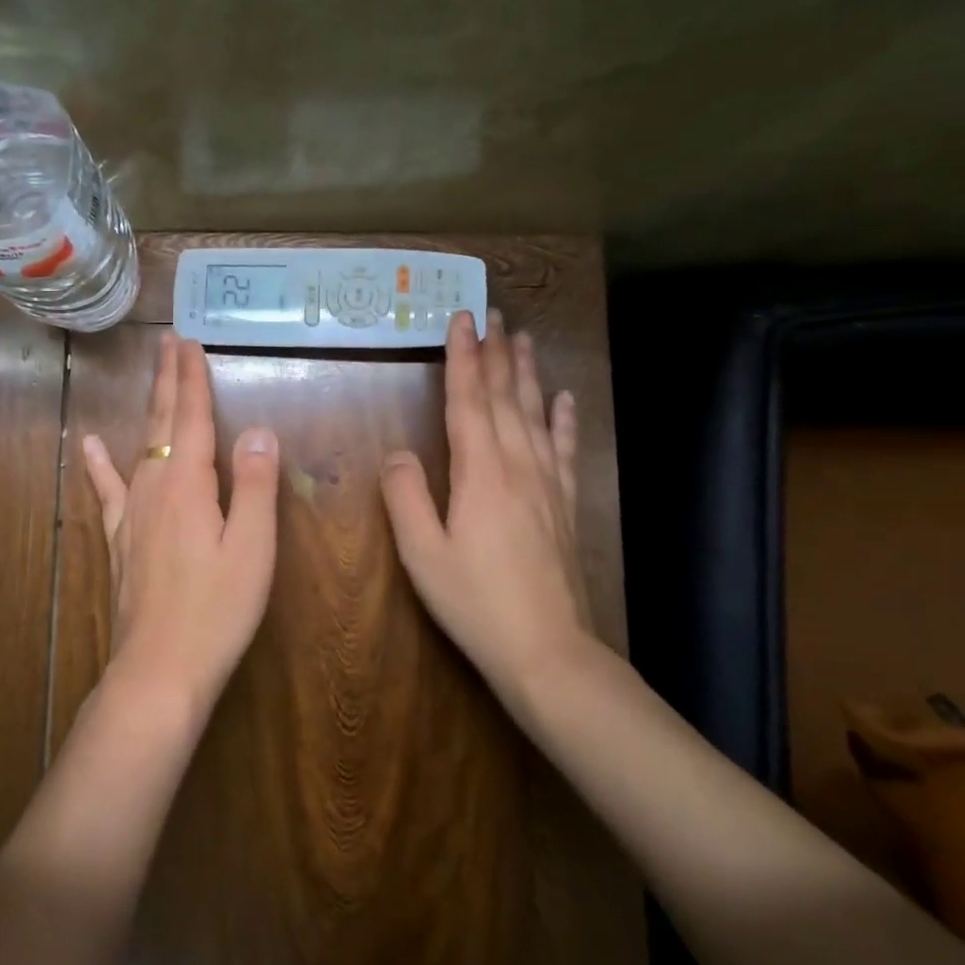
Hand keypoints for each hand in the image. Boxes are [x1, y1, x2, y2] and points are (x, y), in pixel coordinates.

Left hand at [80, 333, 280, 715]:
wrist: (160, 669)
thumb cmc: (217, 610)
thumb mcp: (252, 548)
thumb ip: (255, 486)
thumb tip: (258, 430)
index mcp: (188, 486)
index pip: (191, 418)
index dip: (192, 379)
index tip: (189, 342)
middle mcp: (154, 488)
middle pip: (162, 423)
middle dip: (168, 380)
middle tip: (169, 341)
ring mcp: (132, 514)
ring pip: (140, 447)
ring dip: (150, 409)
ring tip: (152, 378)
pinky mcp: (121, 540)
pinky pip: (109, 490)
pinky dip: (99, 465)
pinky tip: (89, 446)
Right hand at [380, 310, 601, 707]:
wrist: (548, 651)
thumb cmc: (475, 602)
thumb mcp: (422, 554)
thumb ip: (406, 497)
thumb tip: (398, 453)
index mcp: (480, 473)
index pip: (468, 401)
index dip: (463, 358)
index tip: (461, 319)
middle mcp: (517, 466)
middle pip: (505, 398)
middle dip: (496, 352)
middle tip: (493, 313)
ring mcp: (547, 484)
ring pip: (536, 415)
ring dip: (527, 374)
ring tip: (523, 339)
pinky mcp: (564, 505)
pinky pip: (565, 450)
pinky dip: (564, 420)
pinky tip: (565, 400)